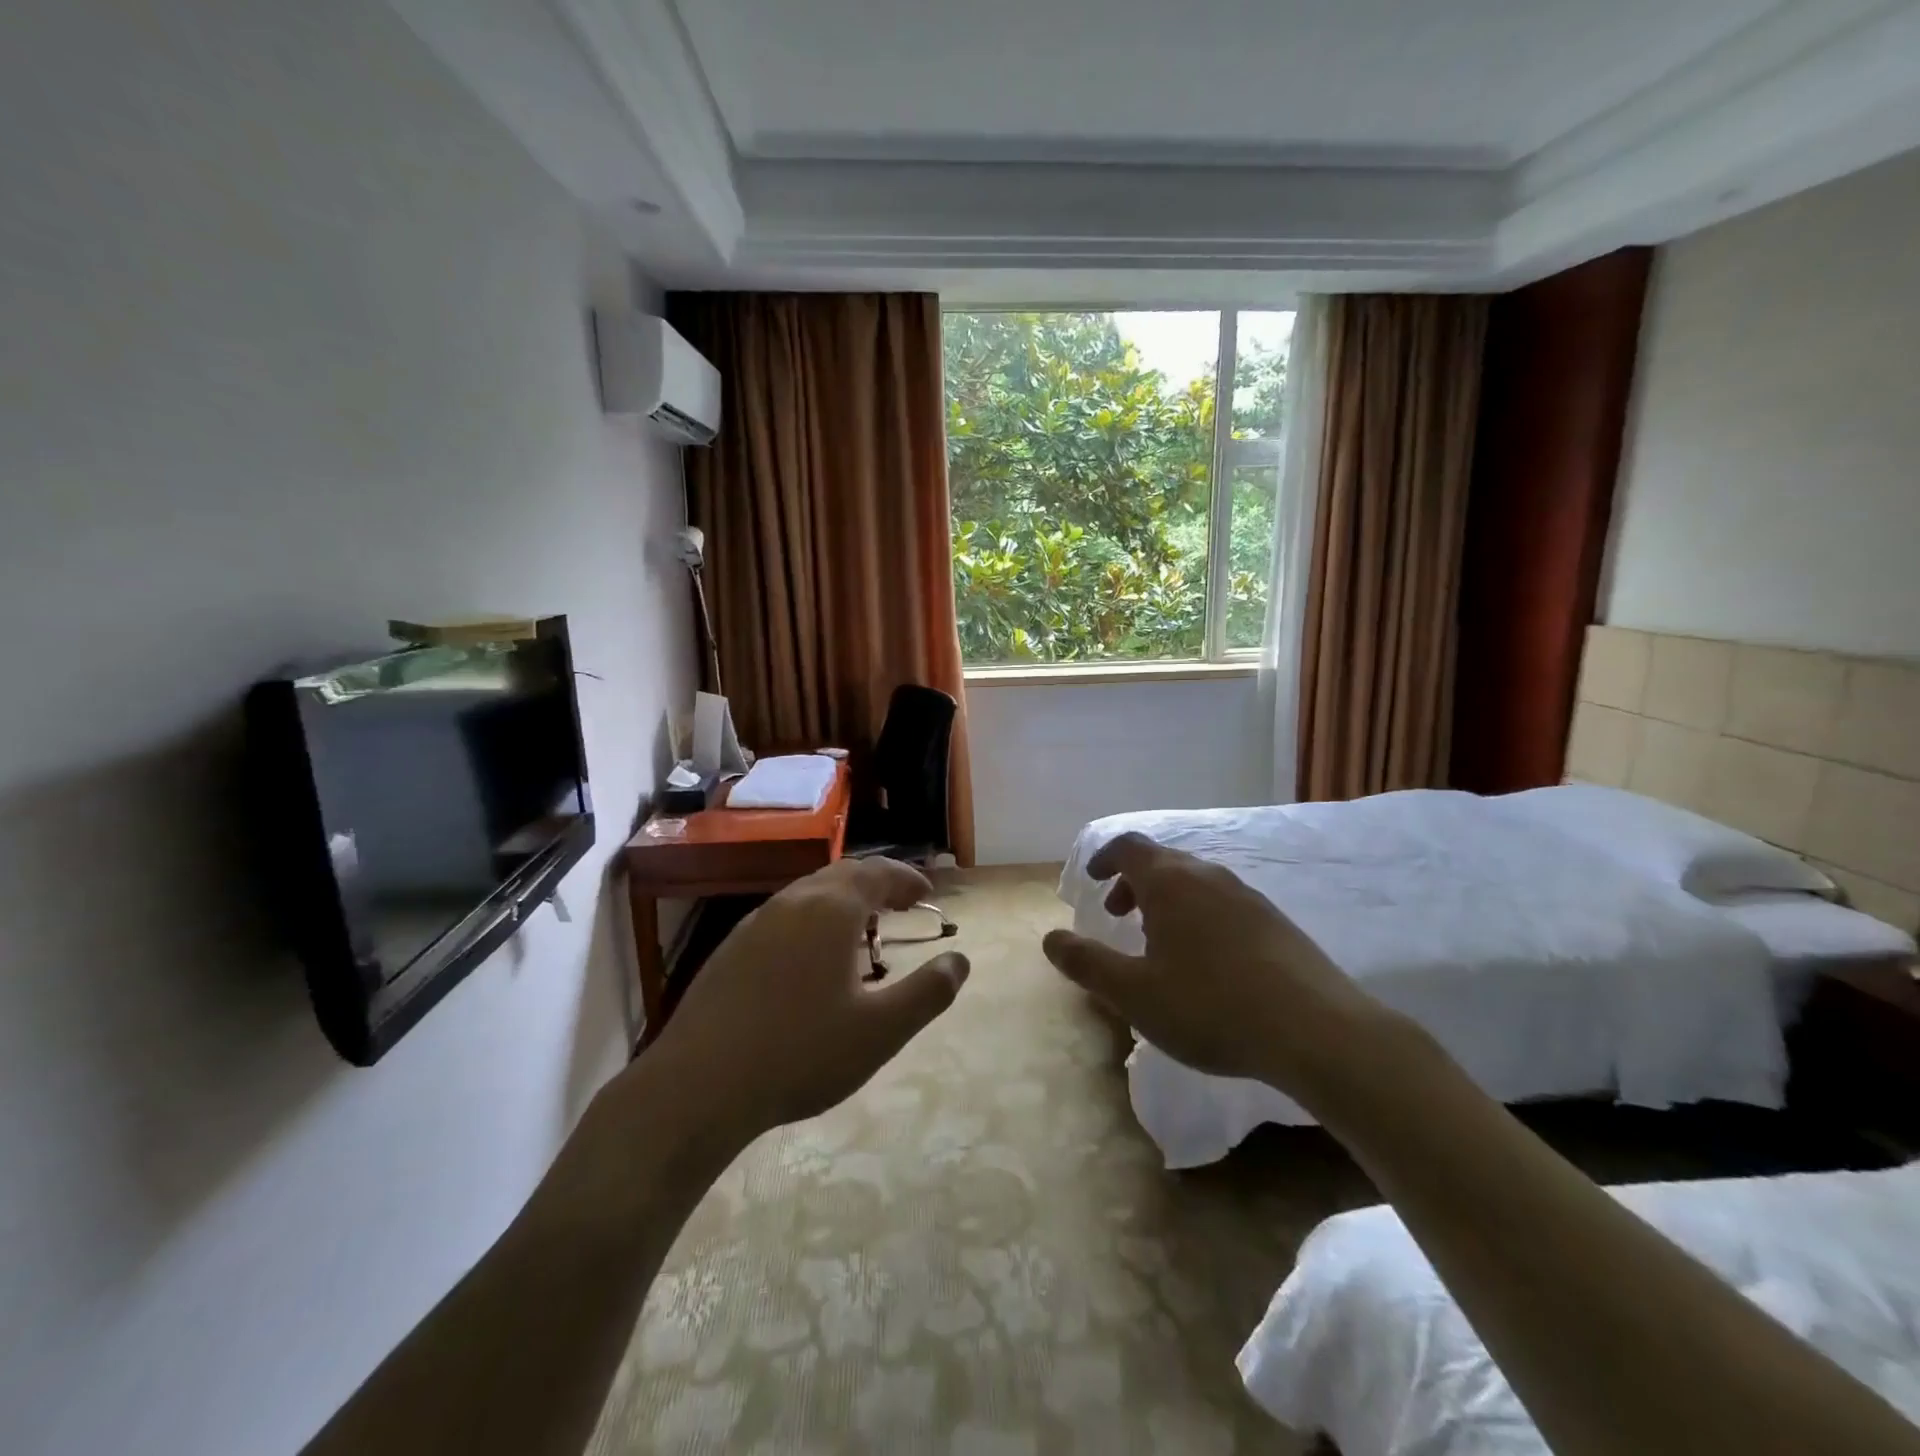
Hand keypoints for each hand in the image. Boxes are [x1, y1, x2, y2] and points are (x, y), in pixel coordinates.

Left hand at [646, 857, 968, 1144]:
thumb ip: (928, 992)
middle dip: (877, 883)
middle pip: (842, 875)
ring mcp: (755, 923)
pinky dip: (812, 920)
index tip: (926, 892)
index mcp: (830, 910)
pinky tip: (812, 959)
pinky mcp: (730, 949)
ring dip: (843, 900)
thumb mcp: (880, 1032)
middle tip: (900, 904)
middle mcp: (792, 902)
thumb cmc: (800, 1053)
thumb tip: (960, 960)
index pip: (877, 873)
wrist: (697, 1087)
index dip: (906, 878)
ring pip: (809, 893)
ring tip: (862, 929)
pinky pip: (784, 916)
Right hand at [1041, 833, 1384, 1090]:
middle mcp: (1208, 876)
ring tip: (1158, 941)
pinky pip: (1222, 902)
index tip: (1091, 880)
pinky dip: (1198, 914)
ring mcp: (1247, 896)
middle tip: (1118, 915)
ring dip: (1166, 900)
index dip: (1104, 857)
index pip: (1128, 846)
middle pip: (1161, 861)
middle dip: (1132, 882)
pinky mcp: (1275, 921)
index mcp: (1170, 882)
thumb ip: (1088, 963)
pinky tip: (1207, 961)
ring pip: (1194, 882)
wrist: (1317, 1030)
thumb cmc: (1211, 1006)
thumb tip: (1050, 939)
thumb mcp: (1135, 994)